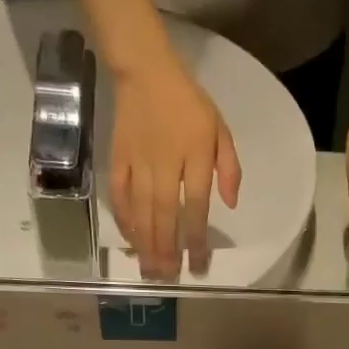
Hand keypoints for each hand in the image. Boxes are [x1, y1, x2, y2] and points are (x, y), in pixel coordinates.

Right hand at [109, 55, 240, 279]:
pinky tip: (131, 240)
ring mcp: (138, 162)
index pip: (197, 204)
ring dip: (146, 243)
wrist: (145, 71)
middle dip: (167, 249)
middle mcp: (165, 163)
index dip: (197, 237)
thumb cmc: (188, 102)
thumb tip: (231, 204)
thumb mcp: (219, 128)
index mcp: (195, 155)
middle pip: (166, 214)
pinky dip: (124, 220)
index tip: (199, 264)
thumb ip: (229, 167)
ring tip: (150, 270)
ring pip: (142, 210)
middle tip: (169, 278)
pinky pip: (119, 195)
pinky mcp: (117, 159)